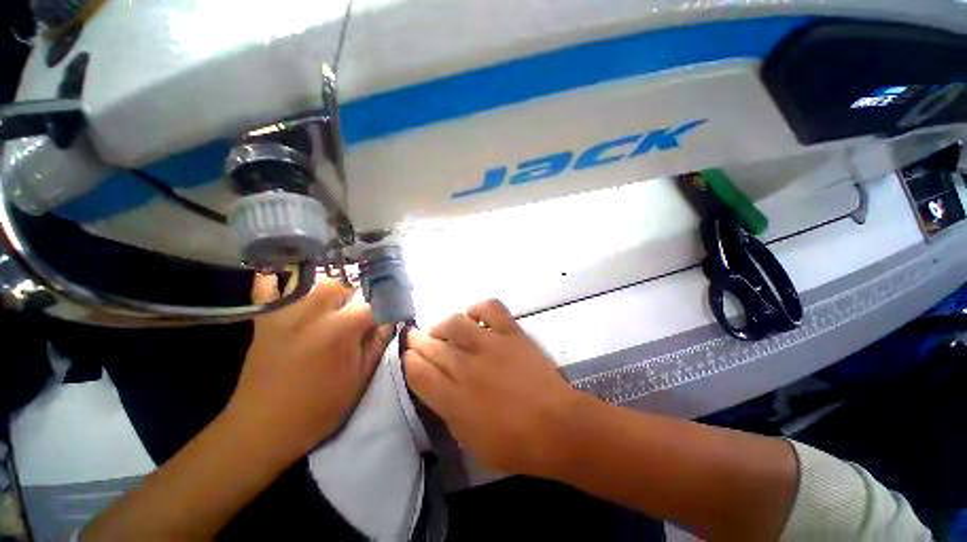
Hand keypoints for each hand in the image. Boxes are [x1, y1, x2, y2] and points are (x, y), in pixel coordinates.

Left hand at [228, 274, 393, 460]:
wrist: (263, 428)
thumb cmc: (319, 408)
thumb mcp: (360, 378)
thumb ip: (378, 342)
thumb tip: (391, 319)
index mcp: (341, 330)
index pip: (375, 304)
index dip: (388, 304)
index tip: (395, 306)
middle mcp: (313, 313)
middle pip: (344, 283)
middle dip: (359, 291)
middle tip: (364, 305)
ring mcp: (285, 313)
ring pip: (314, 280)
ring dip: (331, 285)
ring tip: (338, 297)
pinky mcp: (264, 319)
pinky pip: (267, 286)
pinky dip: (279, 278)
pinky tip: (292, 278)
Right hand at [404, 299, 577, 476]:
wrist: (559, 426)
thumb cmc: (514, 443)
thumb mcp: (469, 438)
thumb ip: (447, 408)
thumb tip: (436, 383)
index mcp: (453, 400)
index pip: (417, 371)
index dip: (409, 361)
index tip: (409, 356)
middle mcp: (467, 368)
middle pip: (431, 345)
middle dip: (418, 340)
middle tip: (416, 338)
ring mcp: (490, 345)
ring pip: (454, 323)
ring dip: (442, 325)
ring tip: (444, 330)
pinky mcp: (511, 333)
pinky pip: (490, 308)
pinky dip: (478, 308)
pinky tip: (475, 317)